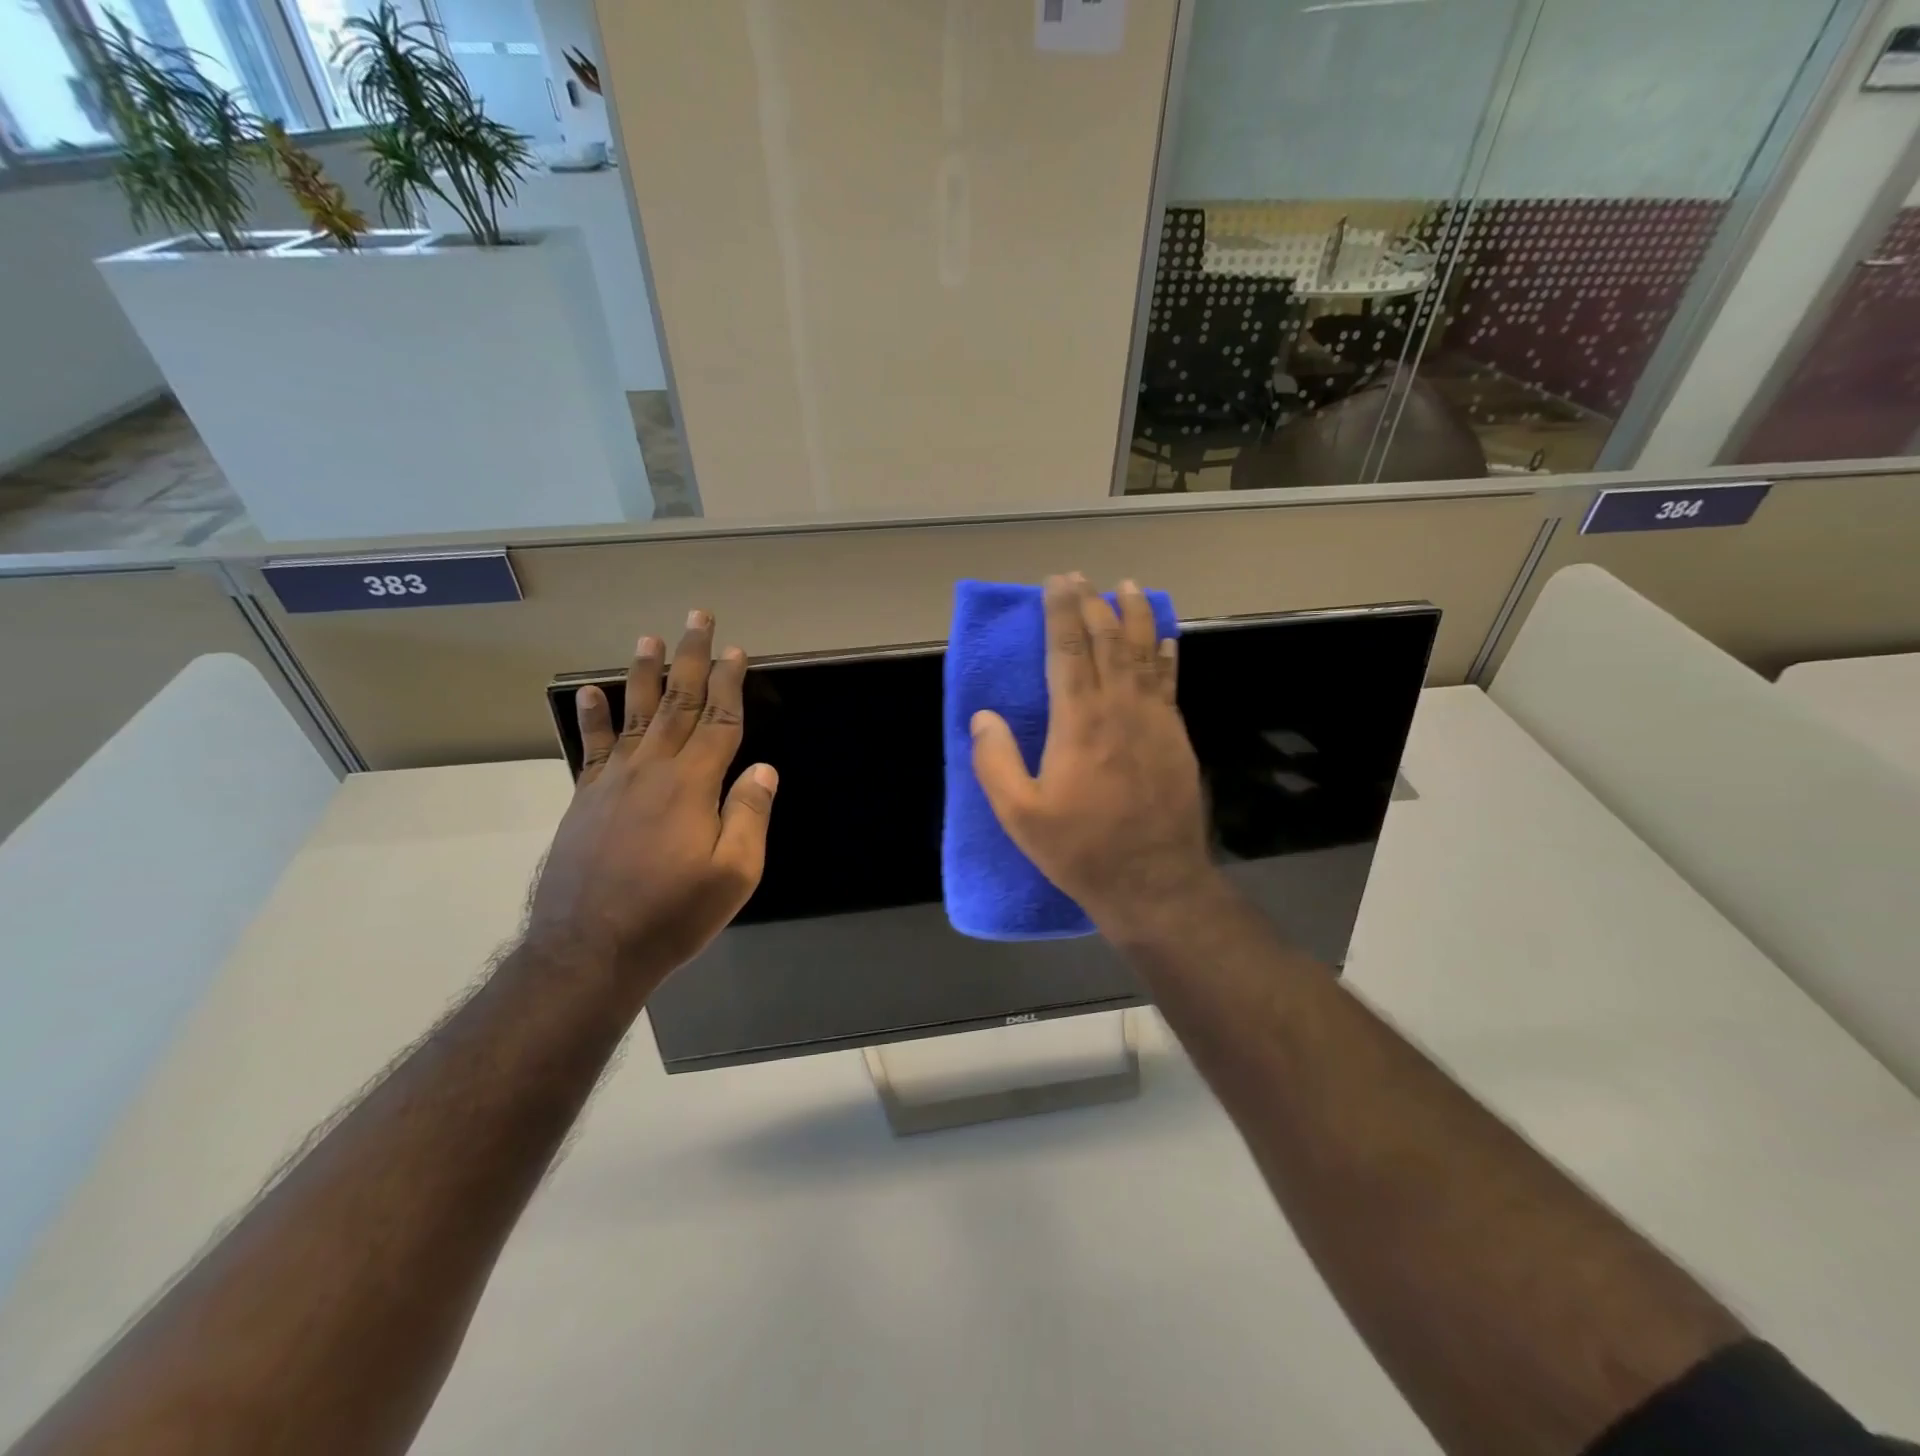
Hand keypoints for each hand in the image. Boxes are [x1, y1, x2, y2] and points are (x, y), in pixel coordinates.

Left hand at [526, 610, 776, 990]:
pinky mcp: (585, 799)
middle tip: (697, 619)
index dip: (731, 684)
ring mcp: (613, 781)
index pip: (720, 721)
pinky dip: (592, 717)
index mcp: (693, 785)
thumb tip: (763, 768)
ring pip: (635, 714)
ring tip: (649, 639)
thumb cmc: (673, 914)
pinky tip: (590, 692)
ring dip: (645, 674)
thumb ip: (750, 815)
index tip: (738, 651)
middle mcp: (652, 769)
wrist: (589, 949)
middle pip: (678, 703)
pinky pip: (592, 747)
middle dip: (691, 659)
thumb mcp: (734, 874)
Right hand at [970, 574, 1216, 943]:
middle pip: (1108, 641)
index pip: (1068, 651)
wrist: (1153, 881)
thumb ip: (995, 762)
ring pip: (1146, 653)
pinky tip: (1167, 638)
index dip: (1061, 612)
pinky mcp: (1176, 737)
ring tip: (1129, 587)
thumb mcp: (1020, 815)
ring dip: (1136, 616)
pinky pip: (1170, 681)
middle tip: (1082, 577)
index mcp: (1078, 722)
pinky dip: (1167, 653)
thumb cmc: (1081, 849)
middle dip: (1094, 603)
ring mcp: (1154, 720)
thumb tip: (982, 717)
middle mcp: (1119, 708)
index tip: (1056, 582)